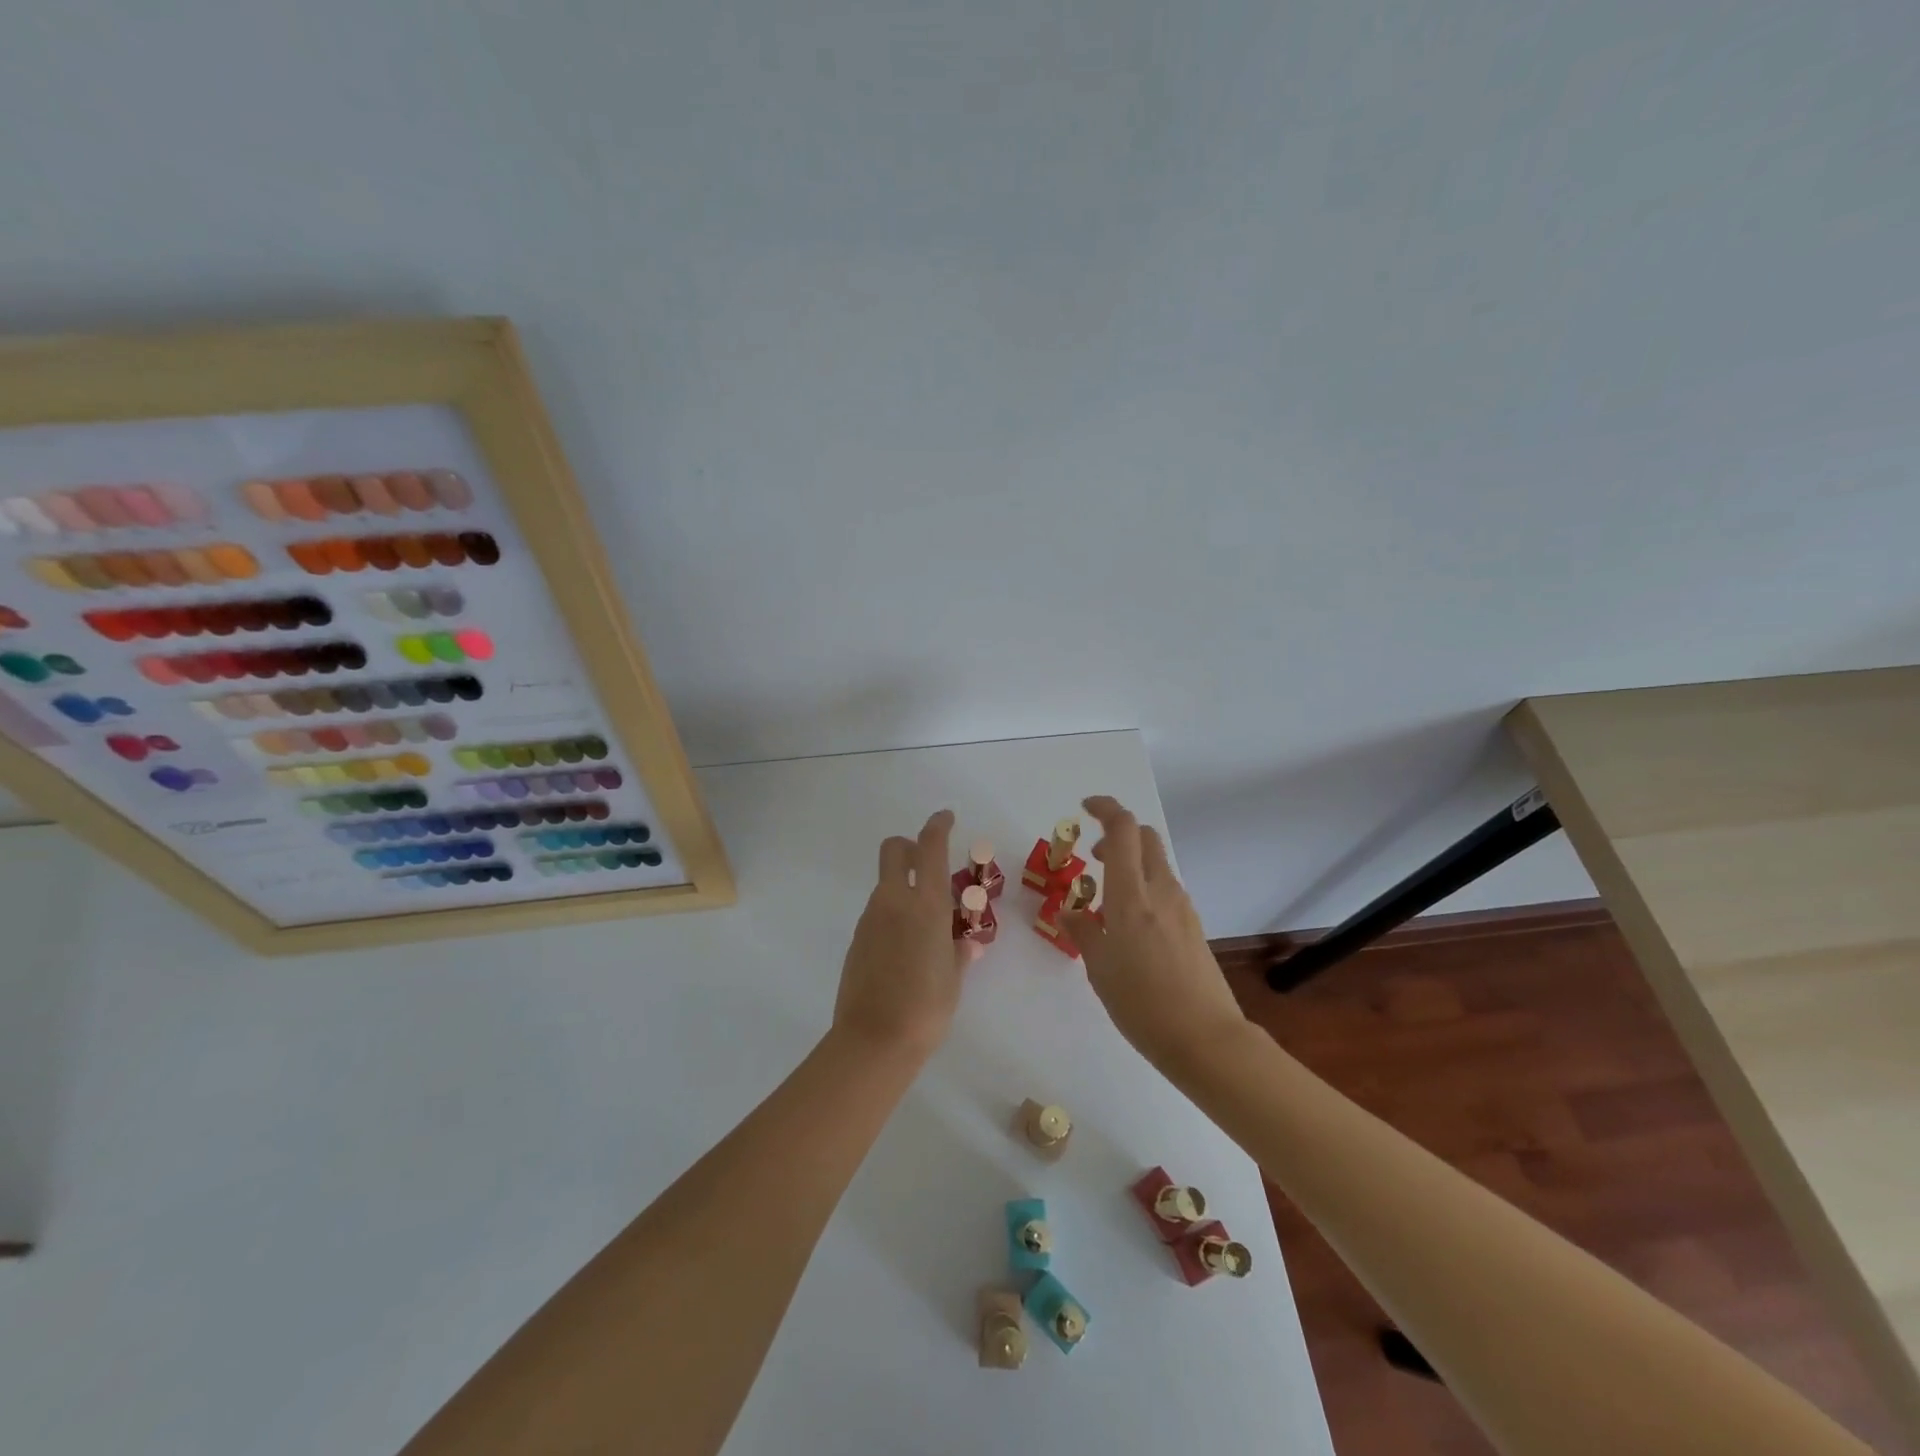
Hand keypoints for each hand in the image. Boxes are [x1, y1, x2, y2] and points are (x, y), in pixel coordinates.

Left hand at [832, 809, 976, 1061]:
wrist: (874, 1040)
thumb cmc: (926, 1007)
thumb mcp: (953, 978)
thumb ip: (959, 953)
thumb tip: (966, 945)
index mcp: (925, 904)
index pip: (930, 847)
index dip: (938, 825)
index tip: (946, 817)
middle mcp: (894, 901)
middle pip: (893, 850)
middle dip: (909, 845)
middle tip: (927, 863)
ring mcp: (870, 919)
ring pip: (885, 884)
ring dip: (902, 886)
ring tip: (925, 924)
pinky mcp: (856, 939)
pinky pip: (877, 913)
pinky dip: (892, 914)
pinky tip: (904, 948)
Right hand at [1060, 796, 1247, 1070]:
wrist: (1205, 1039)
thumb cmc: (1142, 1003)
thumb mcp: (1099, 968)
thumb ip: (1083, 931)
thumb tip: (1070, 911)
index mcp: (1132, 895)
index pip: (1123, 829)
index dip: (1105, 808)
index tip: (1085, 807)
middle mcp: (1161, 890)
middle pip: (1145, 837)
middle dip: (1119, 833)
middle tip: (1095, 856)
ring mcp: (1182, 907)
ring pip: (1156, 863)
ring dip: (1131, 863)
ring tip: (1106, 897)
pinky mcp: (1193, 926)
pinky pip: (1165, 889)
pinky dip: (1144, 887)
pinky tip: (1129, 924)